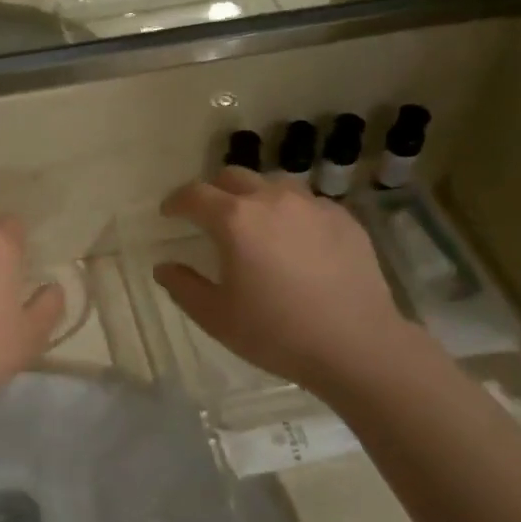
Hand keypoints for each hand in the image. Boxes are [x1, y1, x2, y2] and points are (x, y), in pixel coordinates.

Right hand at [154, 169, 411, 391]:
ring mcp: (313, 205)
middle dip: (213, 192)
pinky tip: (294, 242)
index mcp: (235, 220)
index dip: (176, 201)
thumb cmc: (276, 332)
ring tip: (254, 225)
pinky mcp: (344, 218)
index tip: (169, 213)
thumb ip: (183, 287)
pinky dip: (290, 214)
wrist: (356, 344)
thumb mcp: (216, 317)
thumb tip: (164, 267)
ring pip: (273, 185)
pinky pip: (307, 204)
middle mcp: (272, 200)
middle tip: (208, 217)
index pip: (195, 194)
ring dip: (254, 198)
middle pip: (233, 177)